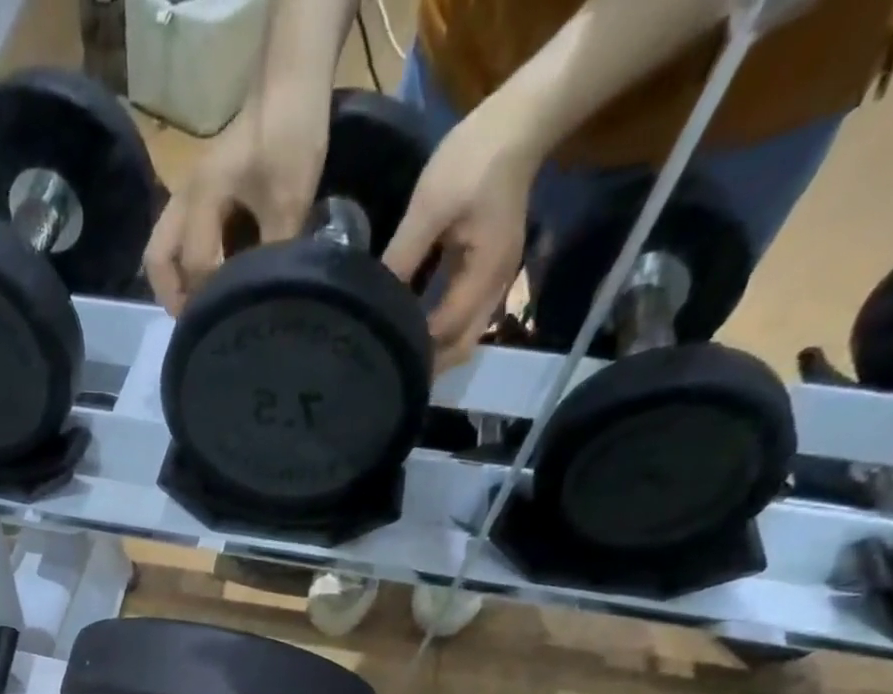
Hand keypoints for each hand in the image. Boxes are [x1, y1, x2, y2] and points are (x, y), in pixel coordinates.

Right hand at [144, 83, 331, 313]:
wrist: (290, 86)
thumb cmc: (288, 138)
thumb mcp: (289, 203)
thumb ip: (273, 254)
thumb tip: (269, 300)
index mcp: (201, 200)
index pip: (195, 265)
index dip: (210, 298)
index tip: (228, 322)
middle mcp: (183, 200)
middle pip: (157, 260)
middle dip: (172, 296)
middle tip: (196, 324)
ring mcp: (188, 195)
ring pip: (163, 249)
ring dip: (176, 282)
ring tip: (200, 309)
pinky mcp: (200, 195)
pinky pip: (180, 239)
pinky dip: (187, 265)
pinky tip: (210, 282)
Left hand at [382, 108, 540, 371]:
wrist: (520, 120)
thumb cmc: (474, 159)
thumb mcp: (429, 208)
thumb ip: (402, 257)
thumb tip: (371, 298)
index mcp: (484, 274)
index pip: (447, 329)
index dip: (417, 347)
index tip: (382, 357)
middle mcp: (495, 286)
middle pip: (462, 345)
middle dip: (430, 364)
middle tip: (389, 373)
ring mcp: (495, 280)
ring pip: (465, 335)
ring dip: (436, 351)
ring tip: (399, 359)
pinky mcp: (488, 270)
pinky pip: (465, 315)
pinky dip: (442, 330)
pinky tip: (415, 330)